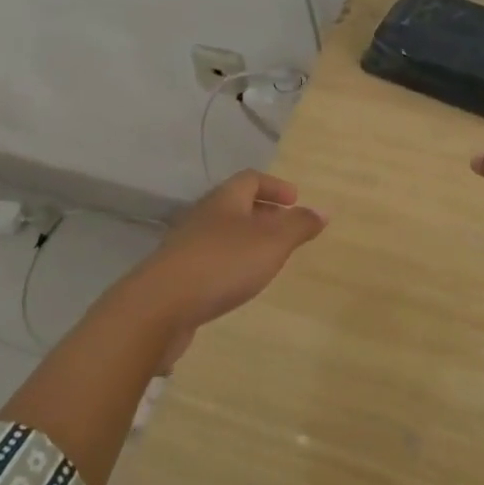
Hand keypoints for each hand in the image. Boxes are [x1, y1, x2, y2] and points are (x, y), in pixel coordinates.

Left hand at [134, 172, 328, 347]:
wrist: (161, 305)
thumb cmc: (222, 264)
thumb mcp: (271, 243)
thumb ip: (298, 226)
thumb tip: (322, 211)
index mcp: (225, 200)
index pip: (250, 179)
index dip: (274, 186)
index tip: (295, 200)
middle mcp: (203, 216)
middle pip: (235, 205)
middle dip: (263, 213)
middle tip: (287, 229)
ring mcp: (186, 245)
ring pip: (223, 233)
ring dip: (247, 240)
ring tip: (268, 258)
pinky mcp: (177, 275)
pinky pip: (211, 259)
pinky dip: (231, 264)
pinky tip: (239, 283)